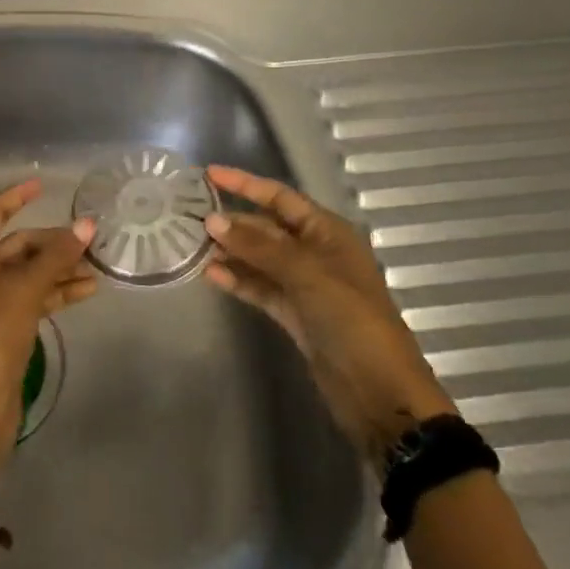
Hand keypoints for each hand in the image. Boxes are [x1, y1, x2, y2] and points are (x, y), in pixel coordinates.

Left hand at [0, 179, 97, 486]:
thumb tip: (87, 224)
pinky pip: (34, 297)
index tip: (43, 185)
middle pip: (19, 244)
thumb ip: (56, 257)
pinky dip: (57, 292)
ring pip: (30, 272)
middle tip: (92, 241)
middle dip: (53, 241)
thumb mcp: (26, 290)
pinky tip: (87, 291)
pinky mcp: (5, 328)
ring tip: (98, 266)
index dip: (16, 197)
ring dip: (60, 267)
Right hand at [204, 165, 454, 466]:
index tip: (208, 174)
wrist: (380, 394)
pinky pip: (260, 287)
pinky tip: (210, 275)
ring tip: (191, 245)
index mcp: (328, 232)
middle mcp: (315, 252)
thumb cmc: (352, 320)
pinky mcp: (294, 314)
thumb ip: (258, 247)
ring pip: (259, 259)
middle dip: (232, 221)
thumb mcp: (307, 275)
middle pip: (266, 227)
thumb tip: (212, 220)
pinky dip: (238, 280)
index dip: (245, 184)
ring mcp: (304, 285)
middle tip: (189, 216)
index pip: (280, 197)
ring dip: (230, 251)